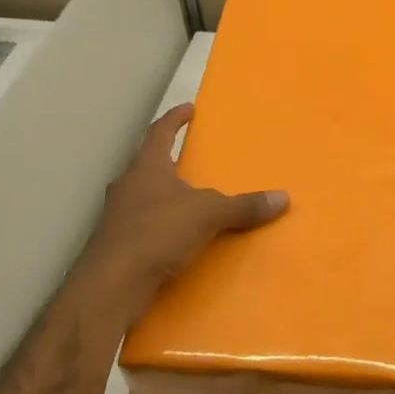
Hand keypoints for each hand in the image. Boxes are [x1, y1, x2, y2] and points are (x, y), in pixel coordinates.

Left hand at [72, 103, 287, 327]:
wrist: (111, 285)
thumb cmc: (157, 233)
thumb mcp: (208, 215)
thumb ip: (243, 206)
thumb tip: (283, 198)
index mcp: (146, 167)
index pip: (160, 132)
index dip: (175, 118)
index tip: (188, 108)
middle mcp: (126, 185)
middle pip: (145, 162)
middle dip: (166, 157)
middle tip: (186, 154)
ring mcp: (116, 216)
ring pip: (140, 194)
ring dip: (160, 192)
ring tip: (183, 196)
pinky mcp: (114, 244)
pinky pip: (140, 224)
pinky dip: (157, 223)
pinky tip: (171, 235)